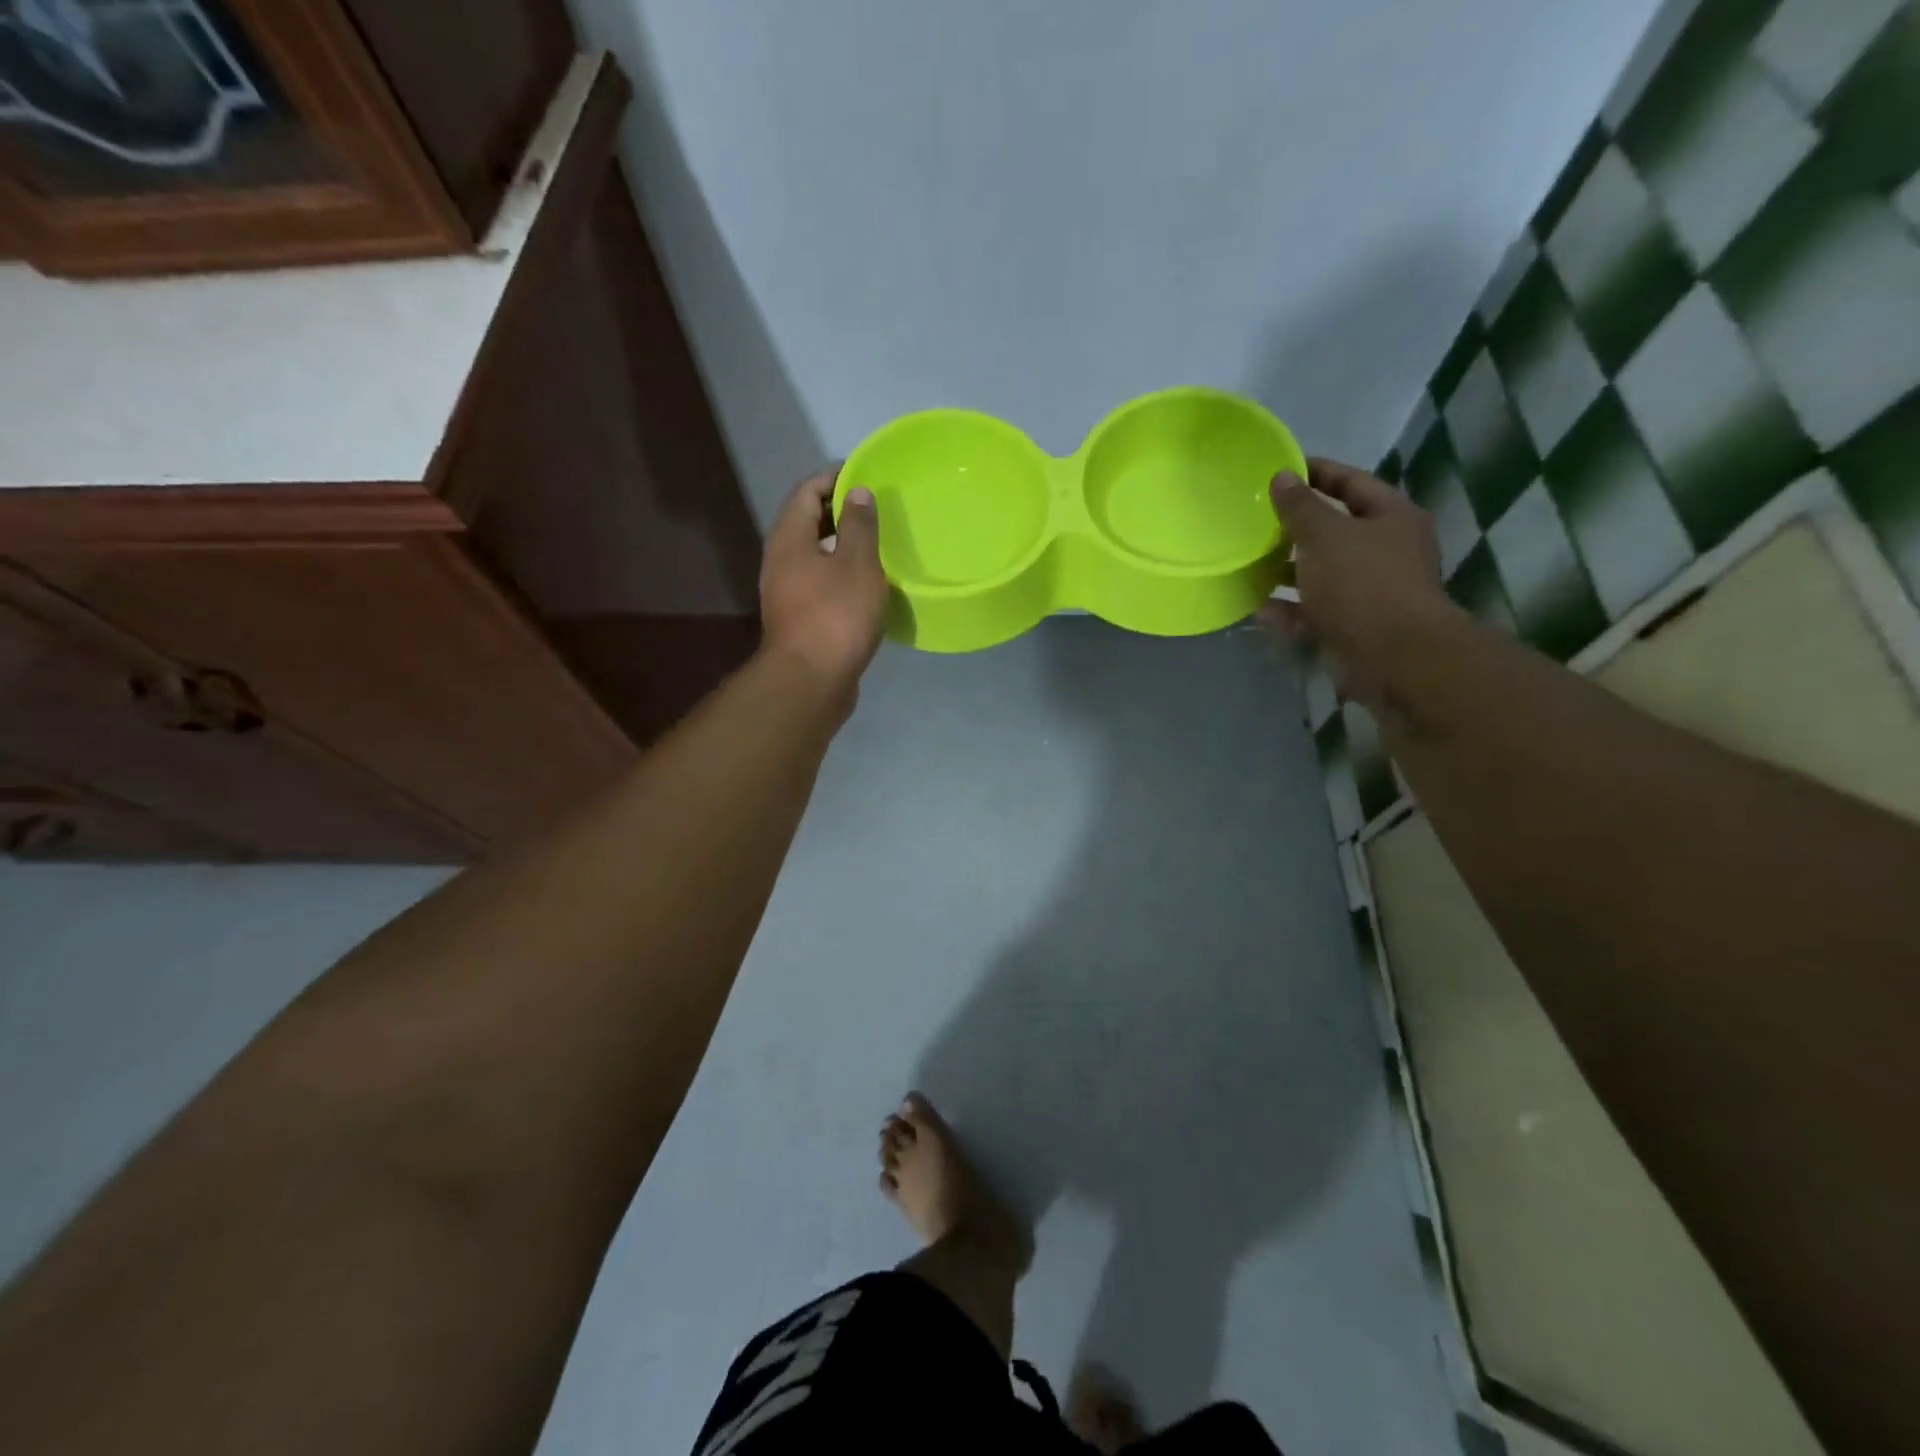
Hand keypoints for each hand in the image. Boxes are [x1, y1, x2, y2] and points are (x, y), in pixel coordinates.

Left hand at [760, 468, 888, 692]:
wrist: (811, 681)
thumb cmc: (836, 616)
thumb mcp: (857, 563)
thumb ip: (860, 525)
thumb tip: (857, 492)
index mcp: (789, 538)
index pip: (806, 491)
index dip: (833, 477)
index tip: (865, 475)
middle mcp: (780, 560)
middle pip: (806, 522)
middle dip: (838, 510)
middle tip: (875, 508)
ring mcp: (786, 592)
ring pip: (813, 555)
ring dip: (841, 545)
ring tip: (876, 543)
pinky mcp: (799, 618)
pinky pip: (819, 582)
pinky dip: (840, 573)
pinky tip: (866, 583)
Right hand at [1260, 458, 1455, 713]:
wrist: (1392, 657)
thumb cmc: (1363, 583)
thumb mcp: (1325, 535)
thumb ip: (1300, 507)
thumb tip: (1281, 476)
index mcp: (1391, 517)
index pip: (1352, 482)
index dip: (1317, 473)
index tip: (1279, 470)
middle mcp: (1386, 551)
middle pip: (1335, 530)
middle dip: (1296, 528)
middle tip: (1256, 521)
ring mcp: (1370, 591)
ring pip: (1321, 574)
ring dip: (1287, 572)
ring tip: (1249, 565)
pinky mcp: (1352, 626)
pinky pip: (1314, 612)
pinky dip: (1289, 611)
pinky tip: (1258, 610)